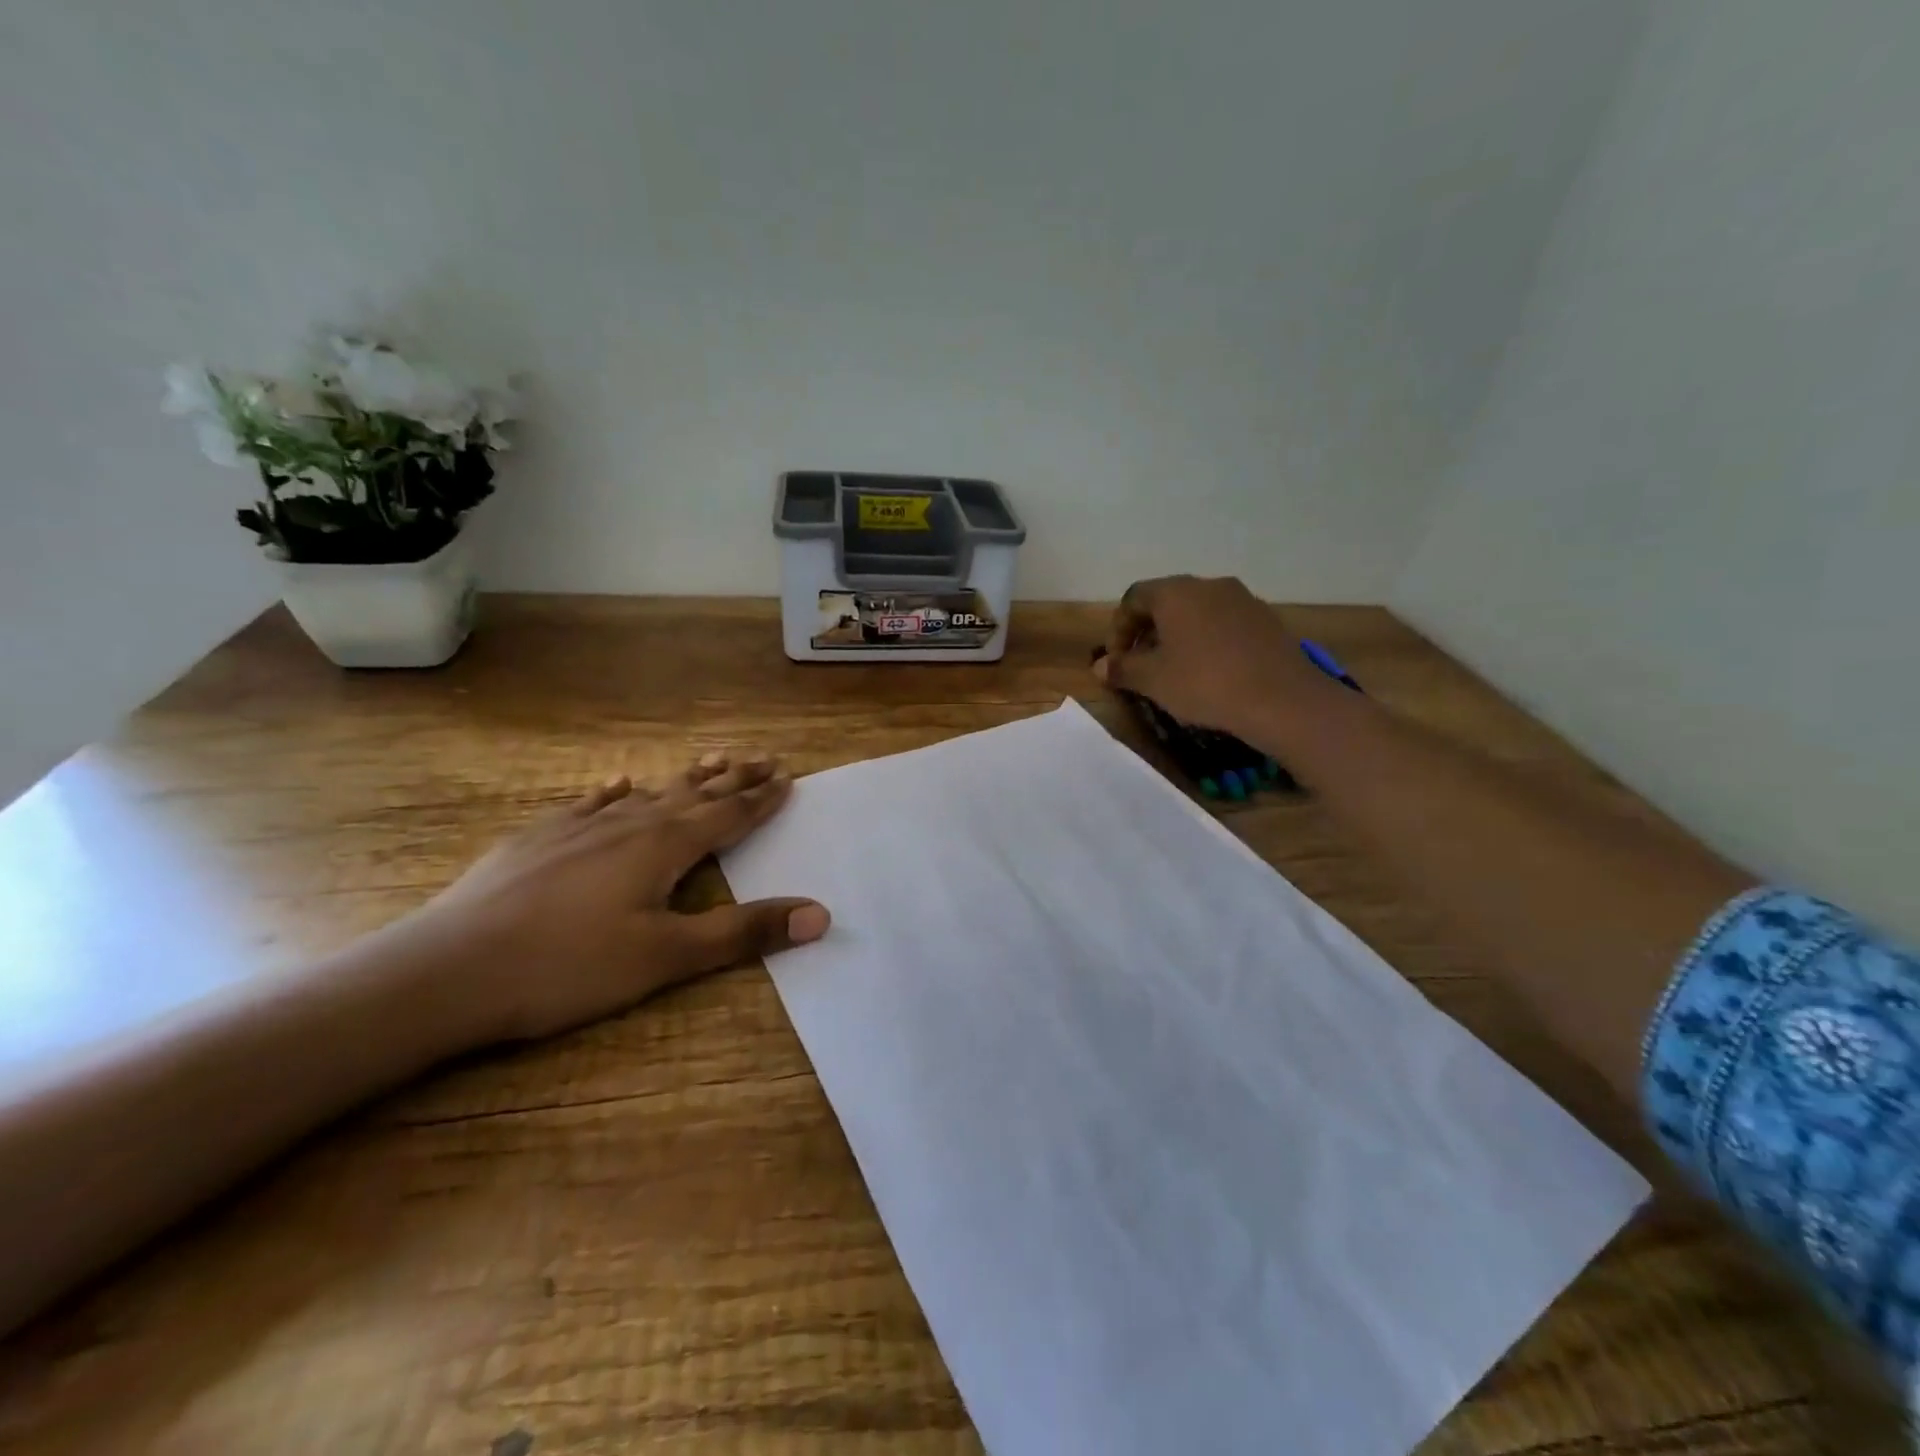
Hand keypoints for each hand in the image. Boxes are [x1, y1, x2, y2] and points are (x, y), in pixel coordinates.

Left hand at [397, 754, 828, 1044]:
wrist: (445, 970)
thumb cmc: (568, 966)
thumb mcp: (666, 957)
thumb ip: (743, 932)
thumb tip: (820, 913)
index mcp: (664, 846)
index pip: (727, 814)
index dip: (760, 798)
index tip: (787, 777)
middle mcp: (627, 823)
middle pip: (692, 794)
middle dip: (732, 778)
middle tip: (763, 758)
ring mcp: (578, 827)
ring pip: (645, 793)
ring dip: (682, 779)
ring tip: (709, 761)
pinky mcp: (537, 840)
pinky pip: (589, 804)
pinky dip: (613, 793)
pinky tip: (617, 786)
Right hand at [1094, 576, 1338, 739]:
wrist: (1282, 699)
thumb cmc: (1204, 683)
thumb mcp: (1153, 680)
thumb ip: (1122, 668)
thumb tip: (1100, 666)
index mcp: (1176, 592)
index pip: (1134, 598)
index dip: (1118, 629)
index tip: (1116, 660)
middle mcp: (1209, 585)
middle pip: (1167, 602)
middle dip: (1148, 632)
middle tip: (1141, 665)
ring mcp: (1242, 600)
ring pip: (1197, 612)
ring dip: (1178, 636)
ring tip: (1175, 671)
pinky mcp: (1266, 620)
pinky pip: (1224, 624)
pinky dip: (1208, 641)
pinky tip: (1210, 672)